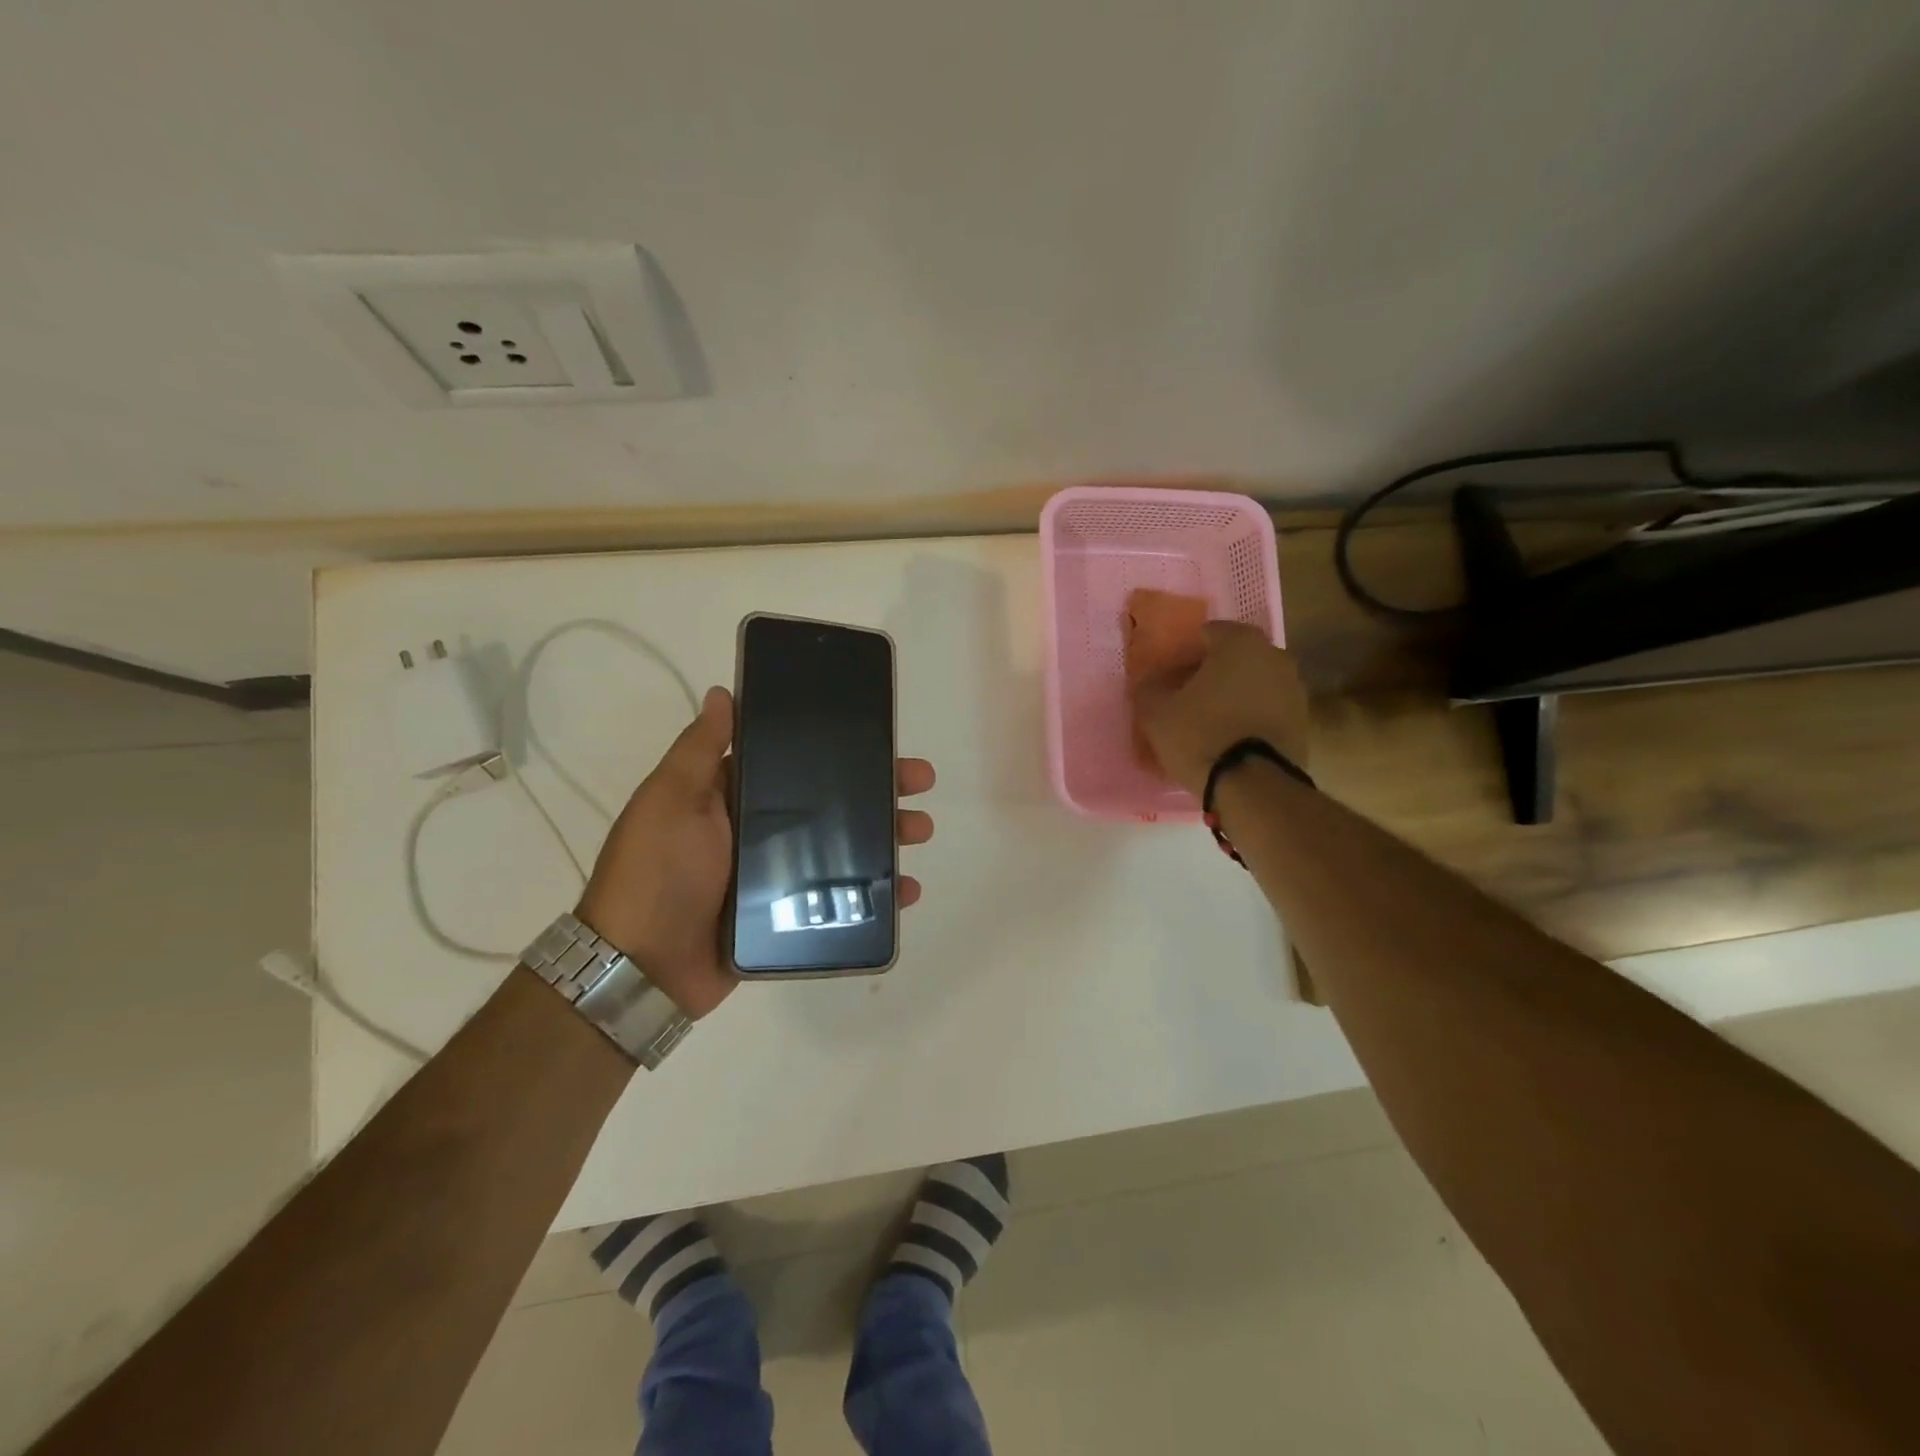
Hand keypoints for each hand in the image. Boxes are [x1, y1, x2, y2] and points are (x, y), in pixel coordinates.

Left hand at [573, 686, 936, 1017]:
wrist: (642, 969)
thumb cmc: (657, 872)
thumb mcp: (670, 800)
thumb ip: (700, 750)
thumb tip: (724, 692)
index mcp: (734, 797)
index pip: (796, 762)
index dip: (839, 748)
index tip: (879, 737)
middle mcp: (760, 831)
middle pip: (831, 803)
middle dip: (878, 789)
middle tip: (919, 781)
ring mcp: (777, 876)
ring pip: (844, 847)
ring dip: (886, 836)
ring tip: (921, 831)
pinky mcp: (789, 916)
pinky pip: (841, 899)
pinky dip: (876, 895)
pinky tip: (907, 890)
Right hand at [1132, 622, 1309, 797]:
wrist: (1253, 785)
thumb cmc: (1200, 735)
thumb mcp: (1156, 711)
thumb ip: (1150, 687)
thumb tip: (1153, 681)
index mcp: (1240, 643)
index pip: (1208, 633)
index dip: (1186, 653)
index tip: (1170, 676)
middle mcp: (1274, 656)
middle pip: (1235, 657)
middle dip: (1212, 671)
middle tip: (1187, 696)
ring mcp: (1294, 688)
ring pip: (1254, 682)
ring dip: (1234, 694)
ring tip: (1209, 720)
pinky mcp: (1303, 720)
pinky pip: (1267, 708)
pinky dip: (1250, 715)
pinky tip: (1230, 737)